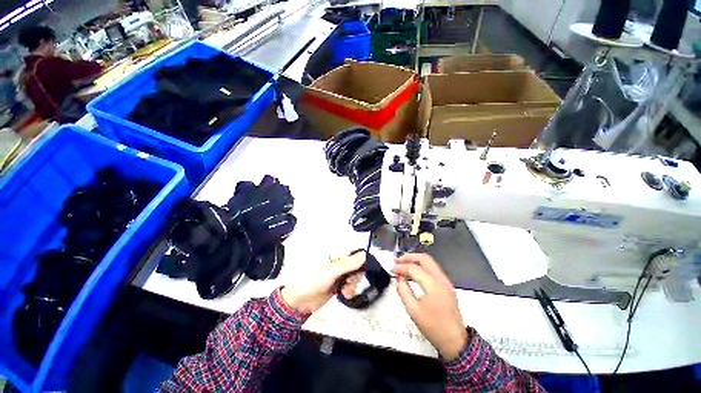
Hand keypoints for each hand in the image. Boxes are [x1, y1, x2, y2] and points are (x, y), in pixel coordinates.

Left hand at [281, 252, 365, 313]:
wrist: (300, 301)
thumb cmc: (313, 281)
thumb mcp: (332, 271)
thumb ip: (348, 264)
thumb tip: (364, 255)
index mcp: (336, 256)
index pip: (354, 254)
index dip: (361, 262)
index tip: (362, 271)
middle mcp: (338, 264)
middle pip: (356, 267)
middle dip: (357, 276)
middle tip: (351, 282)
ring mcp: (338, 275)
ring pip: (354, 277)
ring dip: (353, 285)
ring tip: (346, 291)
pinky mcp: (338, 285)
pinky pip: (349, 285)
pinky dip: (350, 290)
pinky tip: (345, 294)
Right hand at [394, 253, 467, 360]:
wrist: (455, 341)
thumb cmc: (433, 327)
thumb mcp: (413, 310)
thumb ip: (403, 291)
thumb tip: (398, 279)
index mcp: (433, 285)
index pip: (414, 268)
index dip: (401, 267)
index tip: (392, 269)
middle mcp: (441, 279)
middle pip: (425, 259)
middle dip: (410, 257)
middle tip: (398, 261)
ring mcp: (446, 282)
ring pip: (430, 262)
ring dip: (416, 261)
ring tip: (404, 264)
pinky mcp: (447, 286)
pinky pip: (433, 269)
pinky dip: (422, 267)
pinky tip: (414, 273)